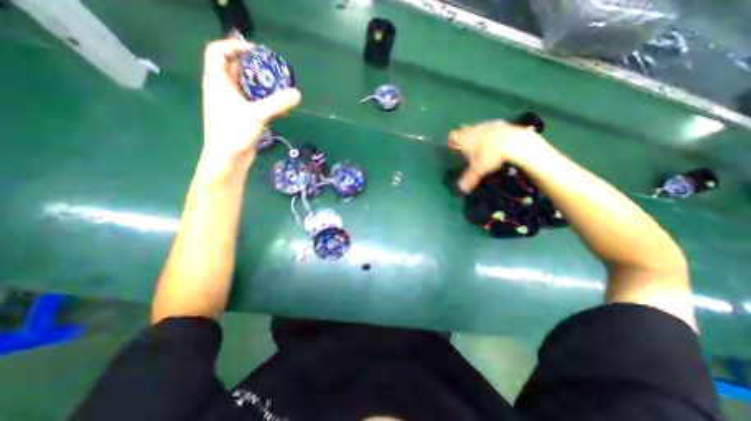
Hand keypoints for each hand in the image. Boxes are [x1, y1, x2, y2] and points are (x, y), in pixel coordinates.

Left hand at [204, 38, 302, 164]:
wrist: (228, 159)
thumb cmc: (234, 133)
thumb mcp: (256, 114)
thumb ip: (277, 103)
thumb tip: (297, 93)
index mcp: (217, 82)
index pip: (218, 52)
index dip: (234, 46)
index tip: (257, 52)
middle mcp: (222, 90)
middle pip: (235, 69)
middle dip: (253, 67)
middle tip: (274, 70)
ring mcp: (231, 104)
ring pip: (245, 87)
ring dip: (261, 86)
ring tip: (279, 88)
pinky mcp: (241, 117)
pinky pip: (252, 102)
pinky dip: (264, 101)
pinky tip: (278, 107)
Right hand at [445, 120, 545, 192]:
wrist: (514, 142)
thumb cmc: (490, 156)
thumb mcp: (478, 169)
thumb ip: (470, 178)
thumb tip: (462, 188)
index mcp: (465, 139)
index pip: (453, 137)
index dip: (452, 142)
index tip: (454, 148)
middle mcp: (474, 129)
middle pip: (465, 130)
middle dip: (465, 137)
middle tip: (467, 148)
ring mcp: (488, 124)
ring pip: (478, 128)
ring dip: (478, 134)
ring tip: (482, 145)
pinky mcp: (501, 123)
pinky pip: (491, 127)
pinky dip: (491, 133)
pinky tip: (496, 141)